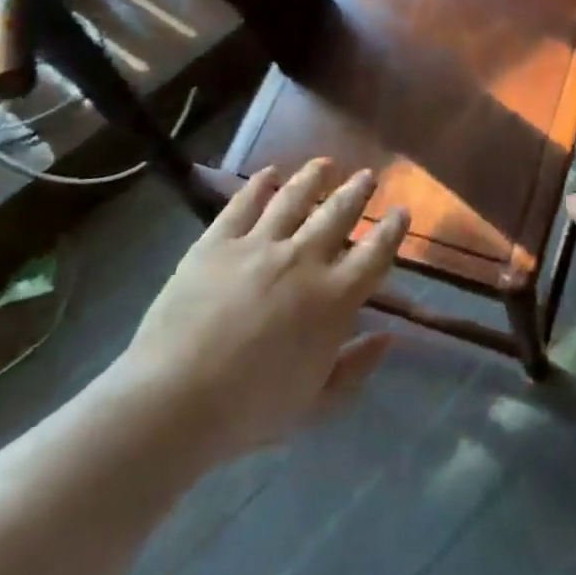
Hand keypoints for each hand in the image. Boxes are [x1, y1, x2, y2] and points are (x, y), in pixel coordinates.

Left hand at [113, 160, 408, 464]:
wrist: (174, 400)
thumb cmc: (250, 410)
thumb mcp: (315, 404)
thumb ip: (355, 368)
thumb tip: (388, 337)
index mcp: (334, 299)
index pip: (375, 254)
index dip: (391, 230)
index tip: (401, 211)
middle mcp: (303, 260)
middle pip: (338, 214)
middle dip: (357, 191)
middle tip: (368, 175)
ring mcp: (258, 245)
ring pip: (294, 198)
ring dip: (314, 177)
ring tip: (326, 163)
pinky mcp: (216, 242)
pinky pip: (243, 204)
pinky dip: (259, 185)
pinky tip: (269, 173)